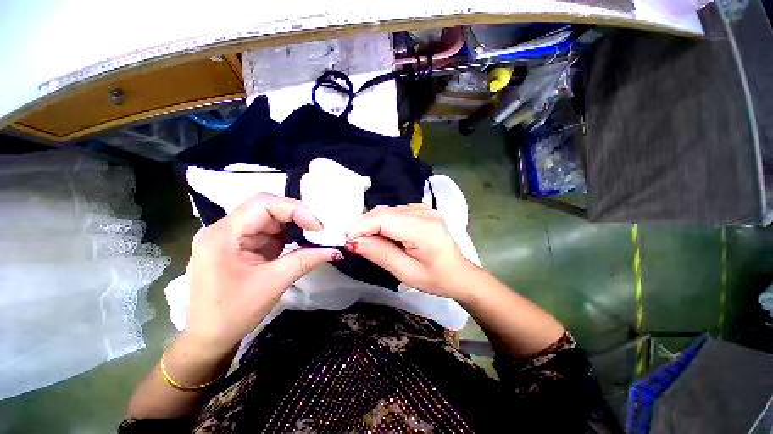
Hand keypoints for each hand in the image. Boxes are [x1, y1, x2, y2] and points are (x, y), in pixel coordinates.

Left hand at [185, 193, 340, 353]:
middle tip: (320, 231)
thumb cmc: (233, 313)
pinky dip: (288, 236)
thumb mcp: (273, 283)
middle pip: (267, 208)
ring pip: (270, 219)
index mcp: (223, 234)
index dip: (295, 210)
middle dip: (297, 217)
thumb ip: (305, 260)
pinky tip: (301, 243)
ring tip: (314, 237)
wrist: (209, 338)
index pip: (263, 204)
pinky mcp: (241, 246)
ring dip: (294, 226)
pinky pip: (269, 232)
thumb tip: (335, 250)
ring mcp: (233, 237)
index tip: (318, 227)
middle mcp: (225, 229)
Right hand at [346, 204, 473, 297]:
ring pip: (387, 210)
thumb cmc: (436, 278)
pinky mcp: (422, 210)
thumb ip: (380, 254)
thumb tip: (354, 242)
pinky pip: (395, 212)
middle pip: (384, 212)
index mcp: (424, 229)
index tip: (347, 241)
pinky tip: (386, 236)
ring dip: (374, 225)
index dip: (361, 226)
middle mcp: (424, 212)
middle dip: (365, 226)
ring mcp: (424, 208)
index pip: (384, 218)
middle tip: (356, 245)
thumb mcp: (406, 273)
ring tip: (372, 243)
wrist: (459, 273)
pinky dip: (384, 223)